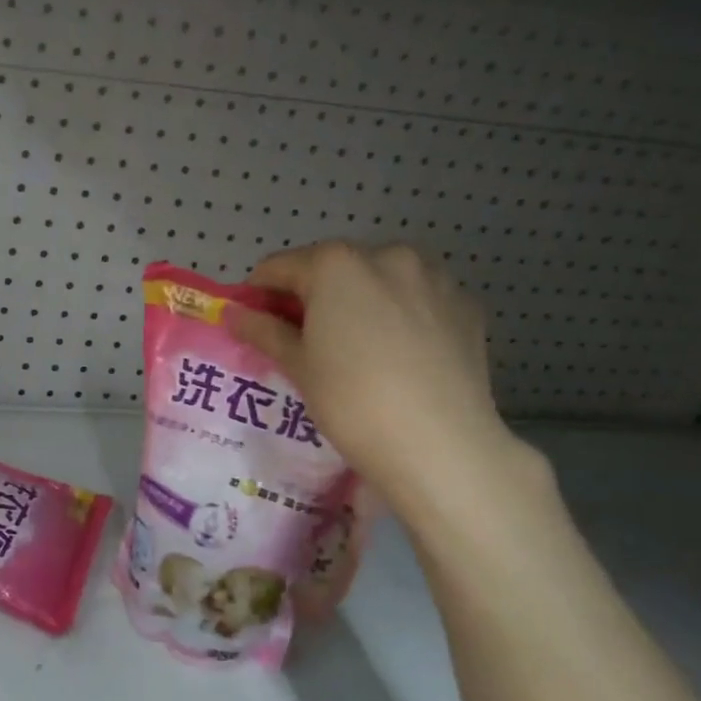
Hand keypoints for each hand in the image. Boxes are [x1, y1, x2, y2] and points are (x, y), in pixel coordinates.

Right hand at [229, 242, 523, 517]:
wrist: (440, 445)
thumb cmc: (351, 400)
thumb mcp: (297, 365)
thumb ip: (263, 330)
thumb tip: (234, 314)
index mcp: (336, 264)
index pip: (280, 267)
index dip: (259, 294)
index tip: (254, 323)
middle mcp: (387, 255)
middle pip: (333, 268)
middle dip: (313, 296)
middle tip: (304, 340)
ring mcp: (434, 277)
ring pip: (379, 280)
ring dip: (359, 301)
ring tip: (356, 348)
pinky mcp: (466, 305)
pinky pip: (418, 300)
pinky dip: (400, 315)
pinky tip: (398, 355)